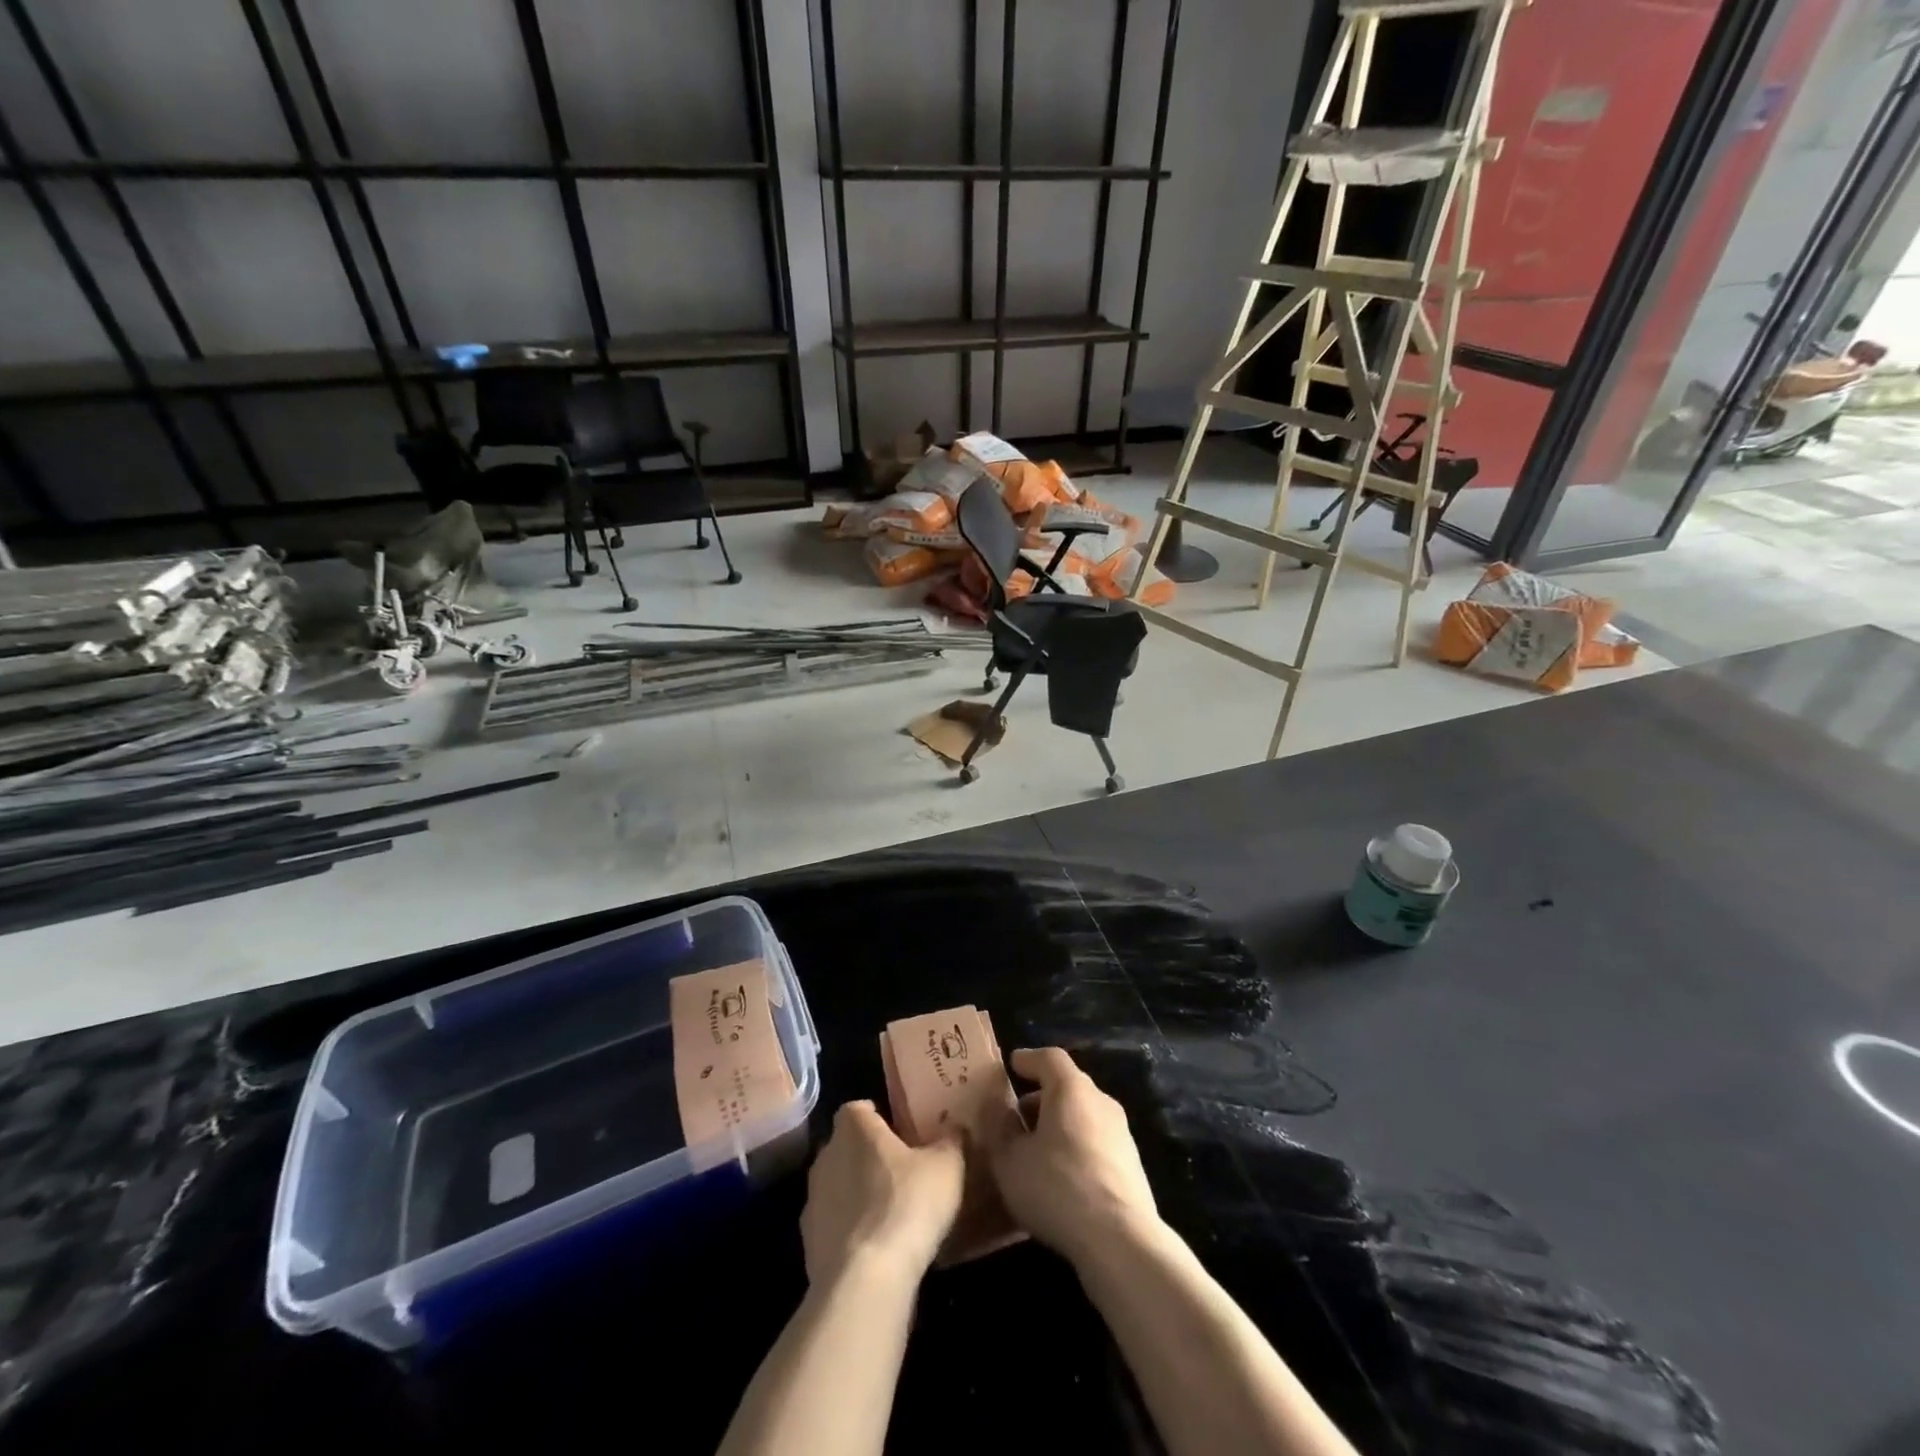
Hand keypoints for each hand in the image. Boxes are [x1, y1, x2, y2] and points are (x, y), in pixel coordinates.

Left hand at [801, 1100, 964, 1288]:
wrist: (865, 1280)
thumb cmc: (907, 1204)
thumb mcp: (947, 1167)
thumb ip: (951, 1141)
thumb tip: (954, 1129)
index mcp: (855, 1128)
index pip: (858, 1108)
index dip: (876, 1116)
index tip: (898, 1131)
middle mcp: (826, 1156)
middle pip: (846, 1146)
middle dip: (868, 1155)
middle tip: (900, 1170)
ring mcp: (812, 1200)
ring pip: (837, 1185)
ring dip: (857, 1194)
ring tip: (890, 1212)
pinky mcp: (808, 1242)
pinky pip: (833, 1224)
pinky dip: (849, 1230)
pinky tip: (875, 1247)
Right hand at [982, 1047, 1159, 1266]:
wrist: (1120, 1240)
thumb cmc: (1057, 1186)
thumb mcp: (1010, 1160)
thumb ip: (1001, 1129)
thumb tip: (999, 1110)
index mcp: (1071, 1089)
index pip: (1050, 1058)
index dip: (1029, 1059)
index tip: (1012, 1065)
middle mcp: (1101, 1101)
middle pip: (1068, 1087)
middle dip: (1041, 1097)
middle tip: (1016, 1117)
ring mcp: (1121, 1134)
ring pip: (1083, 1116)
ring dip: (1059, 1125)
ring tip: (1035, 1151)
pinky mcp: (1132, 1166)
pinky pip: (1095, 1143)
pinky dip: (1075, 1148)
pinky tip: (1060, 1178)